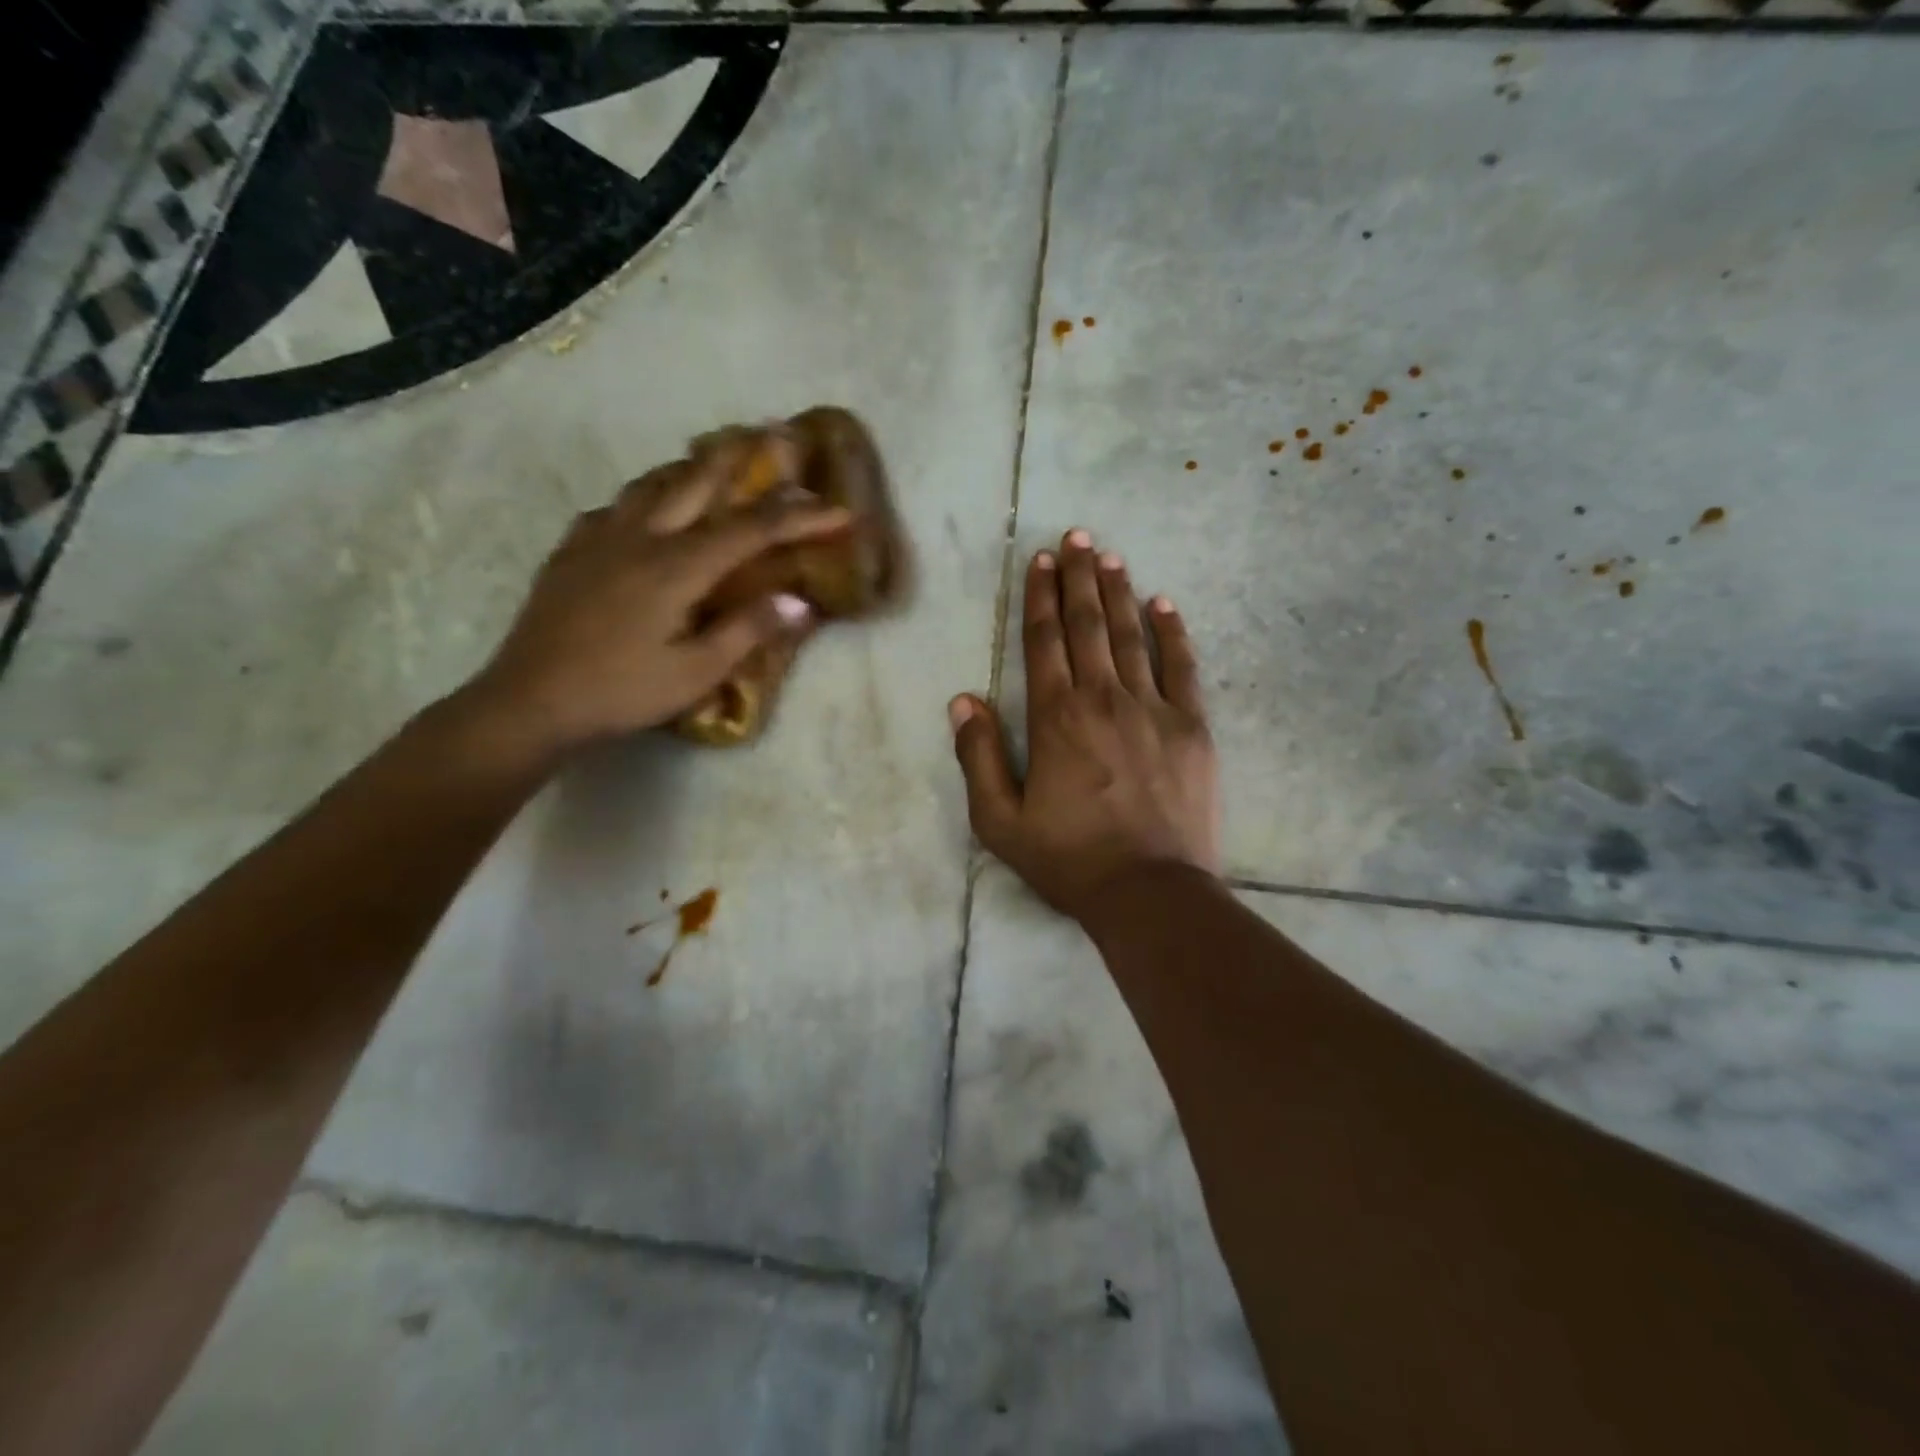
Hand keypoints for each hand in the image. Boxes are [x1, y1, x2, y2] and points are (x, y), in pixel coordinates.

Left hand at [460, 460, 849, 759]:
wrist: (530, 701)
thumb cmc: (621, 691)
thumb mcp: (696, 672)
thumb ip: (748, 631)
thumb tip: (799, 602)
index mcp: (676, 567)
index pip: (752, 530)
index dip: (801, 519)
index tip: (842, 513)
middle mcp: (640, 537)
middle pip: (697, 483)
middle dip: (741, 460)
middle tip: (771, 435)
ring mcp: (600, 539)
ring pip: (651, 485)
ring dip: (689, 469)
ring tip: (711, 460)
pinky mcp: (571, 552)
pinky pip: (613, 508)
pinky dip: (642, 498)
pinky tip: (642, 511)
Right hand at [950, 529, 1219, 918]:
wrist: (1149, 892)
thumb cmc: (1069, 859)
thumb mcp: (999, 820)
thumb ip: (979, 756)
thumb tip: (963, 699)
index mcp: (1055, 718)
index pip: (1044, 642)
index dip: (1041, 598)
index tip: (1041, 561)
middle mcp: (1102, 699)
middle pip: (1087, 626)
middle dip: (1078, 578)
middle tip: (1076, 537)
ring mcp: (1152, 709)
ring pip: (1131, 636)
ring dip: (1118, 593)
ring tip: (1109, 556)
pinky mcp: (1191, 727)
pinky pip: (1182, 667)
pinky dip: (1172, 633)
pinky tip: (1164, 604)